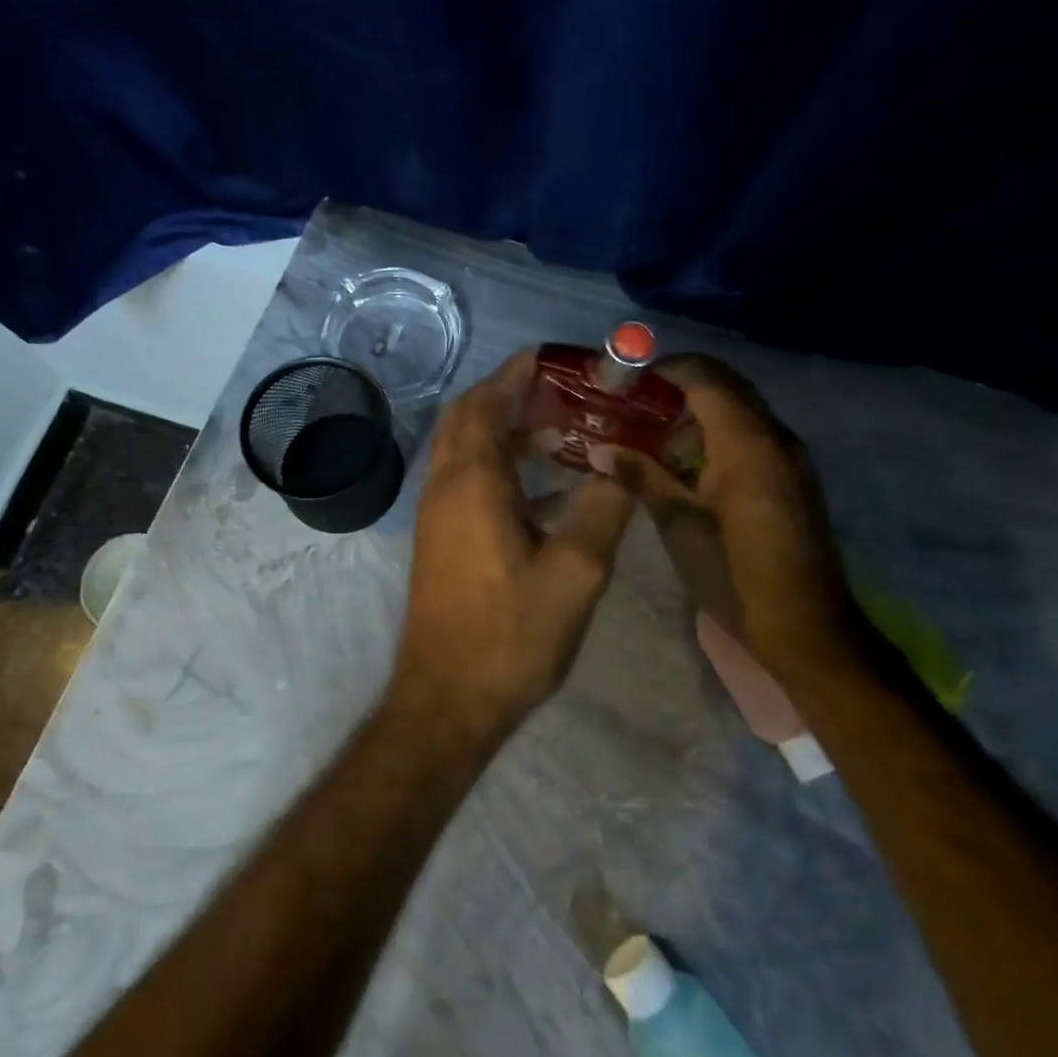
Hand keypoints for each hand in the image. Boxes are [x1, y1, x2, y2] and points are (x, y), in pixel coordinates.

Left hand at [395, 351, 634, 737]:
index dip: (517, 373)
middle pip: (468, 416)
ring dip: (504, 430)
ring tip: (561, 433)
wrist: (446, 699)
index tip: (553, 357)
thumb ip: (602, 509)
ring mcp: (436, 513)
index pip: (487, 402)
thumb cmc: (510, 636)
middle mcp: (444, 485)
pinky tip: (545, 489)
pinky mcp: (439, 538)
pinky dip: (499, 465)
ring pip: (464, 448)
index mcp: (472, 481)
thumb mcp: (575, 573)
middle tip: (562, 392)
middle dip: (509, 394)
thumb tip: (621, 463)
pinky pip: (466, 479)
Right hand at [591, 355, 857, 659]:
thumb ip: (642, 477)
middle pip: (725, 386)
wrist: (806, 630)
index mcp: (747, 443)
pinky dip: (717, 438)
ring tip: (652, 442)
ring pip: (739, 411)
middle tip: (632, 407)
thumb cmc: (735, 576)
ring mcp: (789, 457)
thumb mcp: (679, 525)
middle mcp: (774, 437)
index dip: (663, 371)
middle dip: (678, 388)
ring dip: (696, 415)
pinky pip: (752, 437)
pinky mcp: (792, 479)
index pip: (704, 377)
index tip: (624, 381)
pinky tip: (686, 469)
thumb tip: (600, 448)